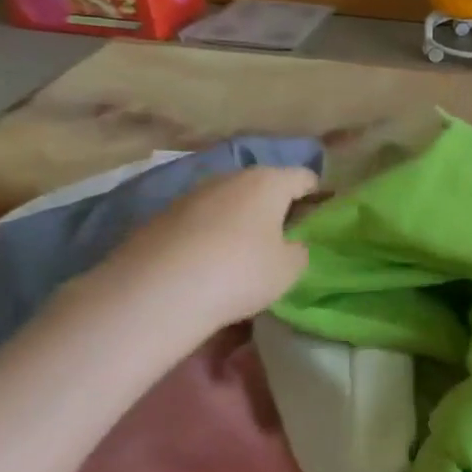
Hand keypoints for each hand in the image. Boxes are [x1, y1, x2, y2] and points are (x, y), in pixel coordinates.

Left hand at [79, 165, 317, 336]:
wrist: (153, 294)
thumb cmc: (239, 272)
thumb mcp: (290, 269)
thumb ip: (298, 250)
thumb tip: (290, 244)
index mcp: (268, 182)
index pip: (304, 178)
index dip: (317, 197)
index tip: (318, 222)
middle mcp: (229, 178)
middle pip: (263, 186)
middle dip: (274, 208)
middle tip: (282, 240)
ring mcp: (190, 196)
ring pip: (227, 203)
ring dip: (238, 222)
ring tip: (241, 256)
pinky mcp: (158, 218)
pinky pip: (197, 223)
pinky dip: (207, 237)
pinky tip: (206, 266)